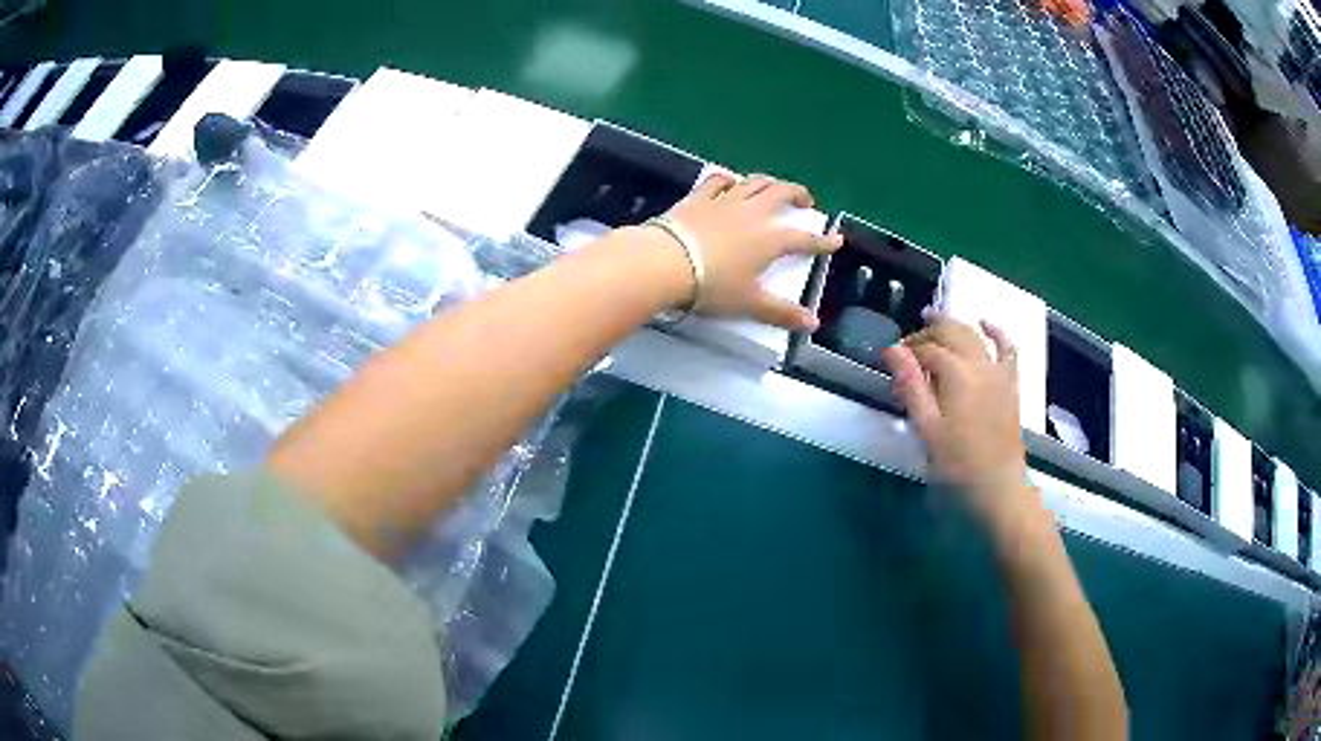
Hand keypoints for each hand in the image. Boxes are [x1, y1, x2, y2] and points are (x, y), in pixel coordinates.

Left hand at [664, 173, 841, 330]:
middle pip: (782, 194)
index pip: (804, 239)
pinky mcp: (698, 198)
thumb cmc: (712, 286)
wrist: (666, 263)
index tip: (836, 240)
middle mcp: (753, 213)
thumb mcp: (749, 303)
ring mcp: (725, 201)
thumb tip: (813, 323)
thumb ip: (781, 312)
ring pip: (754, 182)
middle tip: (805, 201)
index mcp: (770, 239)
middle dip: (798, 194)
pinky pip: (718, 181)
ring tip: (775, 187)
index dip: (822, 241)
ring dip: (769, 182)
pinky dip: (729, 179)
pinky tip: (731, 181)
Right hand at [881, 315, 1036, 531]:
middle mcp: (980, 366)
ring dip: (953, 324)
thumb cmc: (958, 467)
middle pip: (951, 334)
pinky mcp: (1010, 385)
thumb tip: (892, 350)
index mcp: (957, 376)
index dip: (906, 352)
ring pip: (974, 336)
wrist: (998, 489)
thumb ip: (911, 387)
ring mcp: (999, 373)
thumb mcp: (927, 431)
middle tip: (906, 343)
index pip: (927, 351)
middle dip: (927, 332)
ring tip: (932, 318)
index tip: (890, 361)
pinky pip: (1007, 350)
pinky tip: (986, 323)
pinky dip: (997, 332)